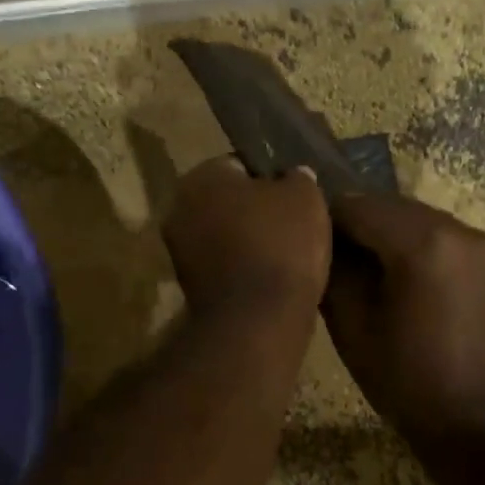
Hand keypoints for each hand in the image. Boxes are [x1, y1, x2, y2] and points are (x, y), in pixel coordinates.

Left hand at [163, 157, 330, 318]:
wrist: (258, 320)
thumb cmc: (281, 244)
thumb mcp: (305, 196)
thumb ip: (297, 177)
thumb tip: (292, 176)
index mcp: (201, 176)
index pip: (240, 164)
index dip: (272, 177)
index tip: (295, 195)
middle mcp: (179, 207)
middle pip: (229, 201)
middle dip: (256, 210)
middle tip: (293, 223)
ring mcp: (178, 250)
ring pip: (225, 234)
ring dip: (249, 241)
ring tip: (287, 254)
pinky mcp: (188, 286)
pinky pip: (224, 265)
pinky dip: (243, 268)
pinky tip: (272, 277)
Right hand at [324, 194, 484, 435]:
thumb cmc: (411, 384)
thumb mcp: (354, 330)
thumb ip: (333, 272)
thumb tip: (320, 242)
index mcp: (421, 242)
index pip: (356, 206)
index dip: (324, 222)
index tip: (305, 247)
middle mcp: (457, 229)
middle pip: (389, 206)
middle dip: (356, 226)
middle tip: (331, 261)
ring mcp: (482, 245)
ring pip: (417, 219)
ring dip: (386, 234)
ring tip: (366, 274)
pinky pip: (443, 238)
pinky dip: (416, 246)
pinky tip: (404, 283)